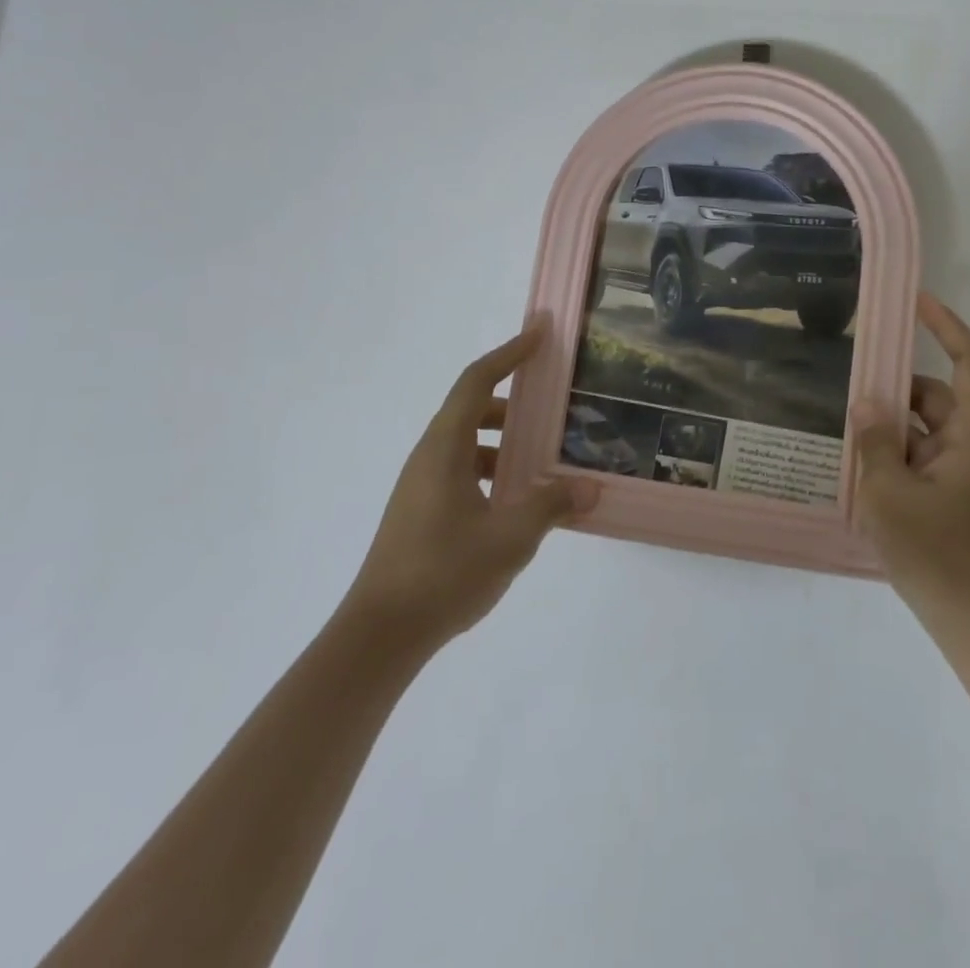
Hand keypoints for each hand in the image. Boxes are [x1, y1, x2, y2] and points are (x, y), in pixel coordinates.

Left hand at [342, 320, 594, 649]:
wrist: (379, 636)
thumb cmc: (444, 573)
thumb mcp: (510, 538)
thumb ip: (552, 506)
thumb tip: (591, 488)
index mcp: (445, 448)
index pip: (477, 380)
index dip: (510, 352)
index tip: (541, 333)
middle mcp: (429, 457)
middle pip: (472, 408)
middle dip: (514, 402)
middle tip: (554, 407)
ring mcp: (421, 486)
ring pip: (468, 444)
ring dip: (505, 442)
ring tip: (544, 459)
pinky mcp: (421, 512)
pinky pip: (463, 471)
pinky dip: (493, 470)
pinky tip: (519, 502)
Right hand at [852, 293, 969, 643]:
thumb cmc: (937, 555)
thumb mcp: (891, 494)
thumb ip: (875, 442)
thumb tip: (866, 401)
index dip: (948, 326)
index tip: (915, 303)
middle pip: (936, 397)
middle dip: (895, 389)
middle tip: (848, 384)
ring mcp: (961, 474)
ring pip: (922, 429)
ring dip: (888, 427)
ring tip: (844, 429)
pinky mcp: (948, 497)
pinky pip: (918, 458)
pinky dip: (891, 455)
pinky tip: (856, 467)